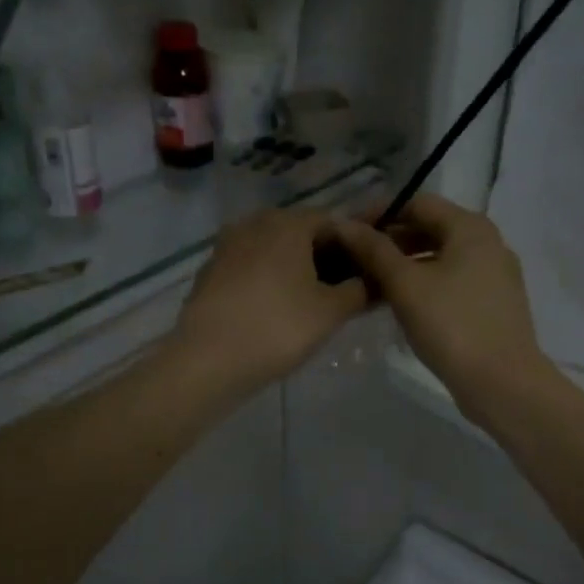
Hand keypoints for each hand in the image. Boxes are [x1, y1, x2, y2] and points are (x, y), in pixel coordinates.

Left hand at [170, 209, 368, 396]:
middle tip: (344, 294)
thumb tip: (376, 280)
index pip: (334, 223)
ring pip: (274, 252)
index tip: (368, 276)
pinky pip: (251, 268)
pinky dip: (269, 281)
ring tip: (313, 306)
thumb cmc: (277, 328)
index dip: (356, 248)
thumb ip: (359, 290)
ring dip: (297, 271)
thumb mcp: (330, 312)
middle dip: (326, 259)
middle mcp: (255, 223)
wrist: (207, 361)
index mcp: (287, 222)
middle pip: (302, 234)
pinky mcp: (210, 271)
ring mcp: (227, 246)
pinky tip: (276, 310)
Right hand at [330, 195, 551, 414]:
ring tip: (370, 282)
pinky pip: (452, 279)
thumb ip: (373, 250)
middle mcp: (487, 242)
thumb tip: (343, 224)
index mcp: (470, 227)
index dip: (379, 213)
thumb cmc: (451, 324)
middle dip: (390, 240)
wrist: (502, 382)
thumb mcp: (405, 284)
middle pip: (430, 228)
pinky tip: (400, 303)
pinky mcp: (493, 302)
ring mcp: (494, 273)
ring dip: (404, 263)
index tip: (347, 232)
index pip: (417, 203)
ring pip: (440, 256)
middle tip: (353, 259)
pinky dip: (424, 282)